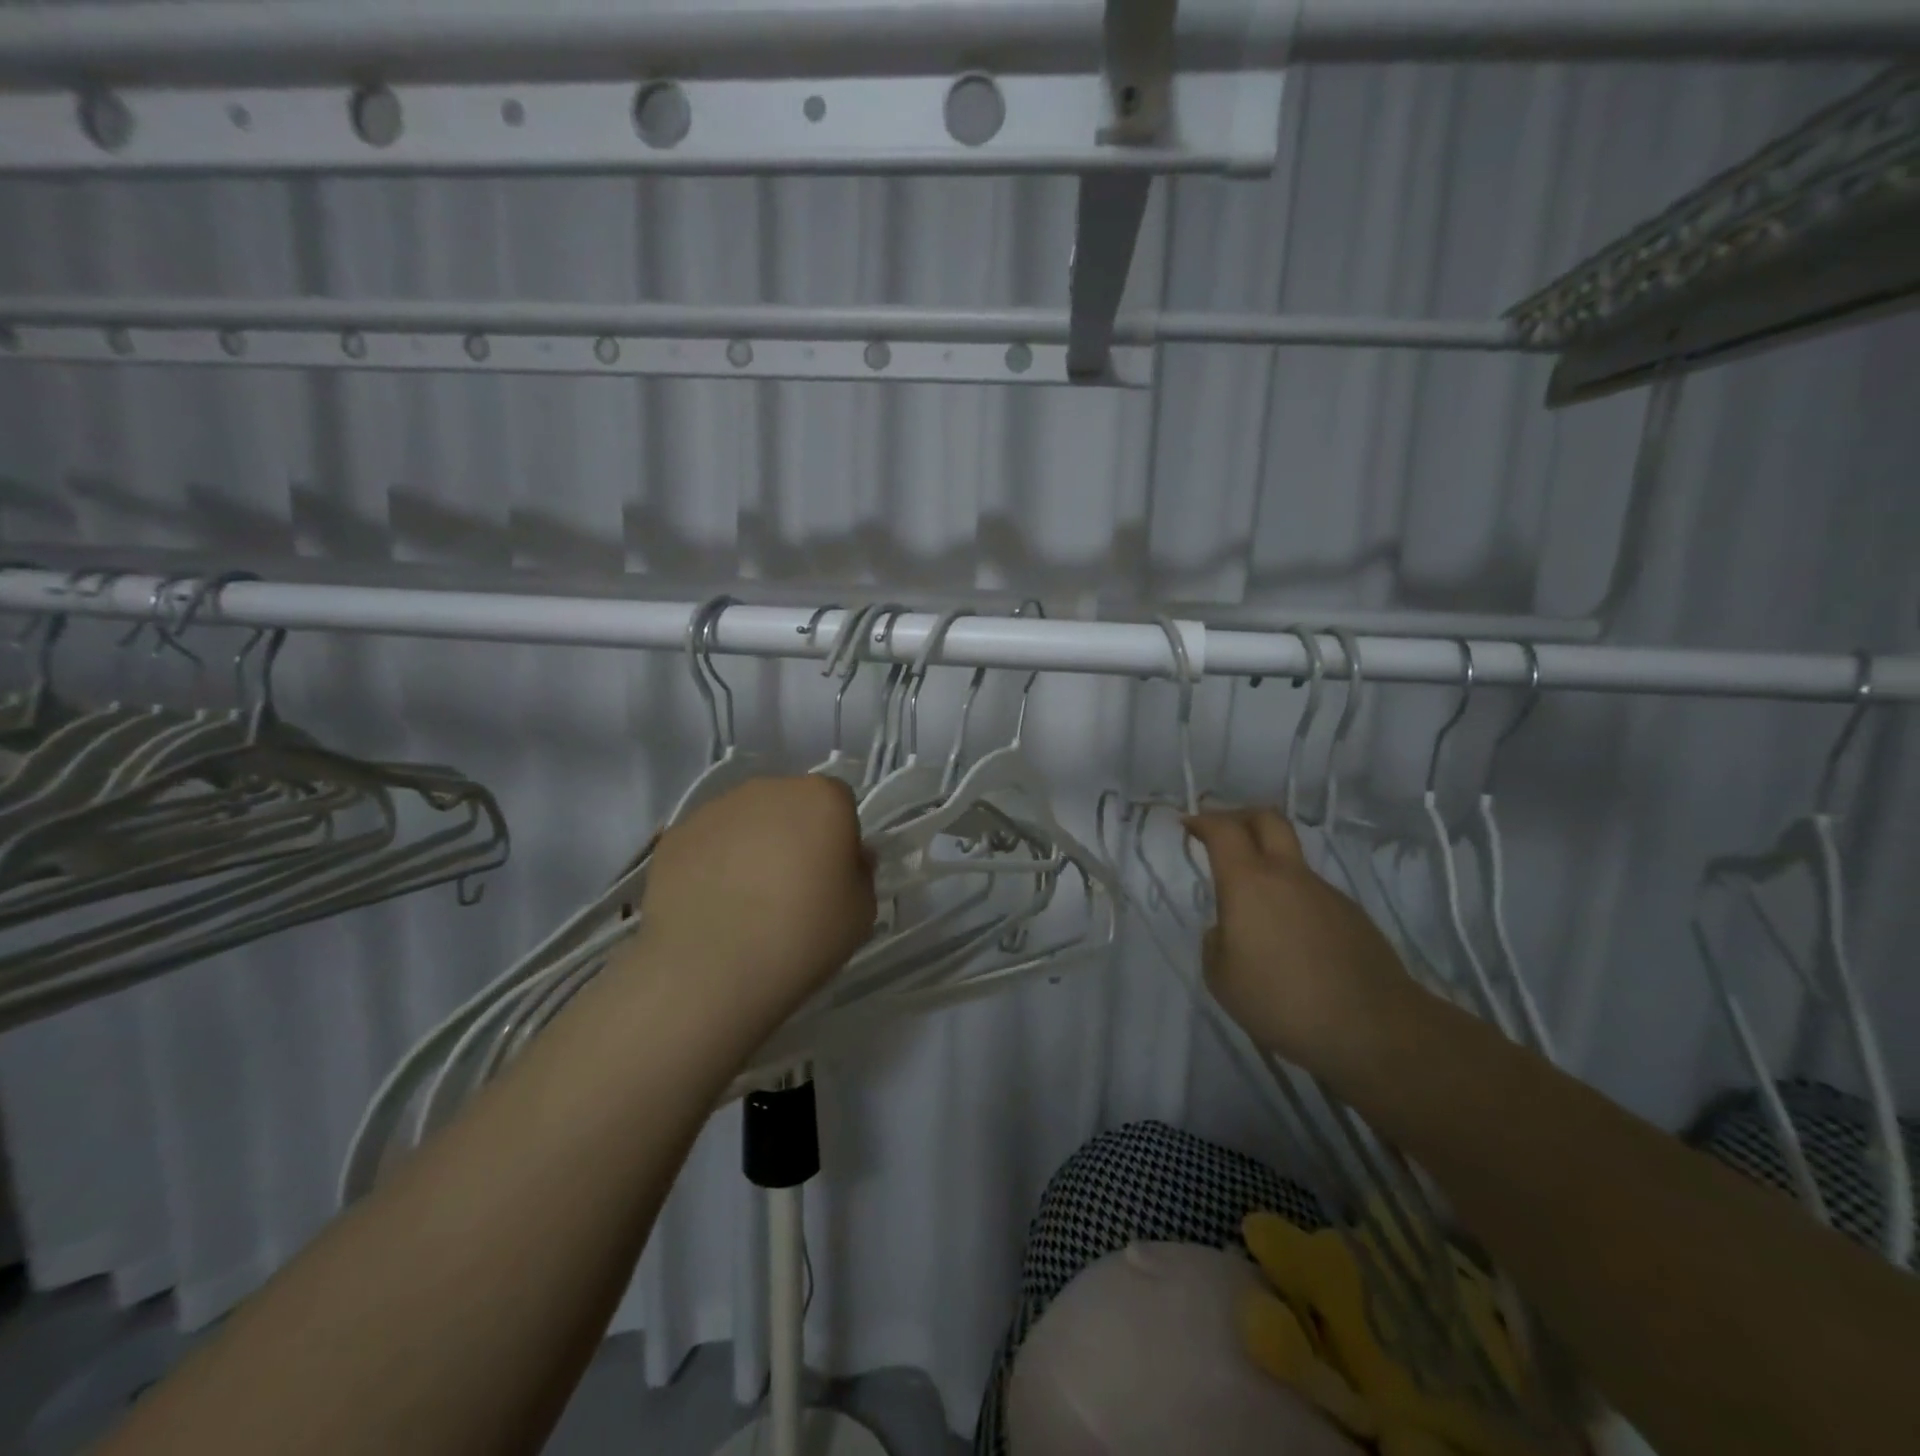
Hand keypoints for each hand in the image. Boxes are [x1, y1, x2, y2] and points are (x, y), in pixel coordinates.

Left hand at [631, 776, 876, 1026]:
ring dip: (751, 847)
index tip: (830, 877)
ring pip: (746, 820)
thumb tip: (847, 859)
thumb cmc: (802, 936)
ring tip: (744, 902)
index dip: (838, 838)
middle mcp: (769, 789)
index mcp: (822, 798)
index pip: (840, 803)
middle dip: (793, 835)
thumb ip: (860, 873)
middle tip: (789, 889)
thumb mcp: (861, 913)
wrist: (709, 969)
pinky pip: (708, 842)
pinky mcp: (676, 835)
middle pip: (791, 805)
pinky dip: (712, 863)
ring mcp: (716, 808)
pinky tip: (711, 906)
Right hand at [1183, 808, 1414, 1076]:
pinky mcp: (1352, 916)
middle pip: (1267, 819)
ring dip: (1268, 865)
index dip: (1203, 821)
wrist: (1374, 1029)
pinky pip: (1312, 894)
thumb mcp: (1222, 979)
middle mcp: (1288, 876)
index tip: (1188, 825)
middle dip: (1240, 816)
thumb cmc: (1283, 1001)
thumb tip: (1228, 930)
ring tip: (1254, 907)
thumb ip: (1216, 944)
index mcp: (1249, 883)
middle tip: (1221, 831)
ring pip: (1291, 860)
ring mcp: (1325, 893)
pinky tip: (1290, 940)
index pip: (1223, 830)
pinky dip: (1292, 900)